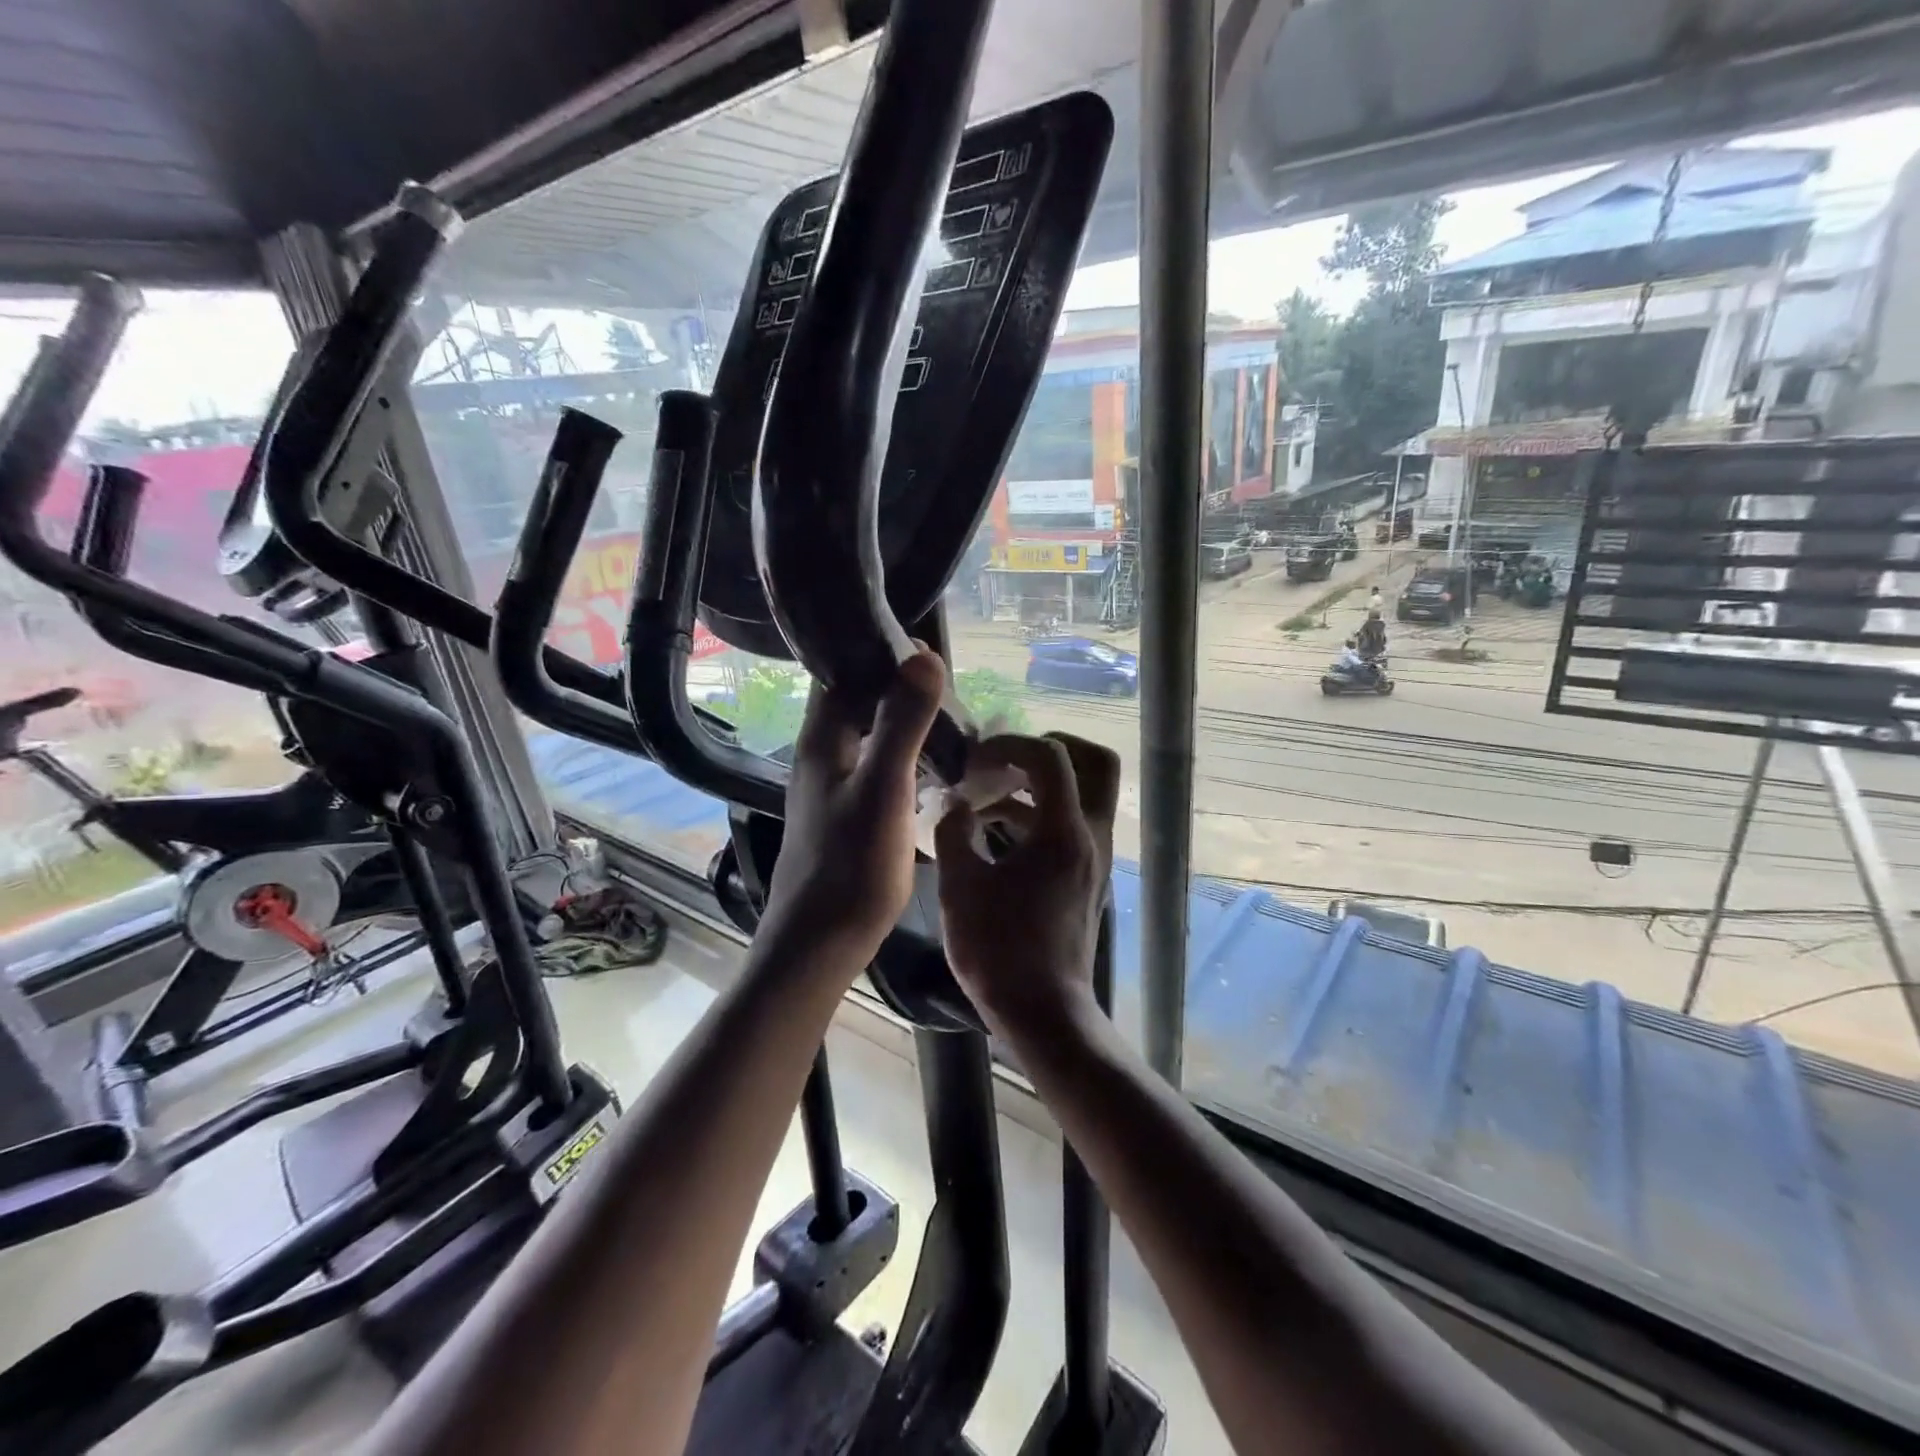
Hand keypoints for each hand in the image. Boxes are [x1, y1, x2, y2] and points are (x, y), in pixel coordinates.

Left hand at [763, 651, 945, 968]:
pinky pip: (876, 767)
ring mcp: (831, 788)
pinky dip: (902, 756)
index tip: (922, 646)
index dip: (875, 652)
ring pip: (867, 736)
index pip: (839, 673)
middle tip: (946, 684)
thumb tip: (923, 654)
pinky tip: (932, 766)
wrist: (821, 944)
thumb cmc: (851, 866)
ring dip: (901, 722)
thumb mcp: (884, 788)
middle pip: (855, 703)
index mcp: (821, 741)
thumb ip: (902, 722)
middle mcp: (820, 757)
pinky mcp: (846, 815)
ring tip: (949, 718)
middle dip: (895, 686)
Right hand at [934, 733, 1119, 1038]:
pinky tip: (996, 836)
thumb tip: (956, 803)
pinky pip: (1073, 826)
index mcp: (1065, 832)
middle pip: (1095, 764)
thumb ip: (954, 831)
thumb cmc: (999, 950)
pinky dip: (1041, 816)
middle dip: (1051, 750)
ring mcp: (1095, 859)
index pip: (1051, 757)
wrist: (1042, 1012)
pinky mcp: (1087, 879)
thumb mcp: (961, 886)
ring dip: (1040, 786)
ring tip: (986, 801)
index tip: (974, 761)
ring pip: (1084, 796)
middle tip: (1008, 760)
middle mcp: (1092, 836)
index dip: (1010, 744)